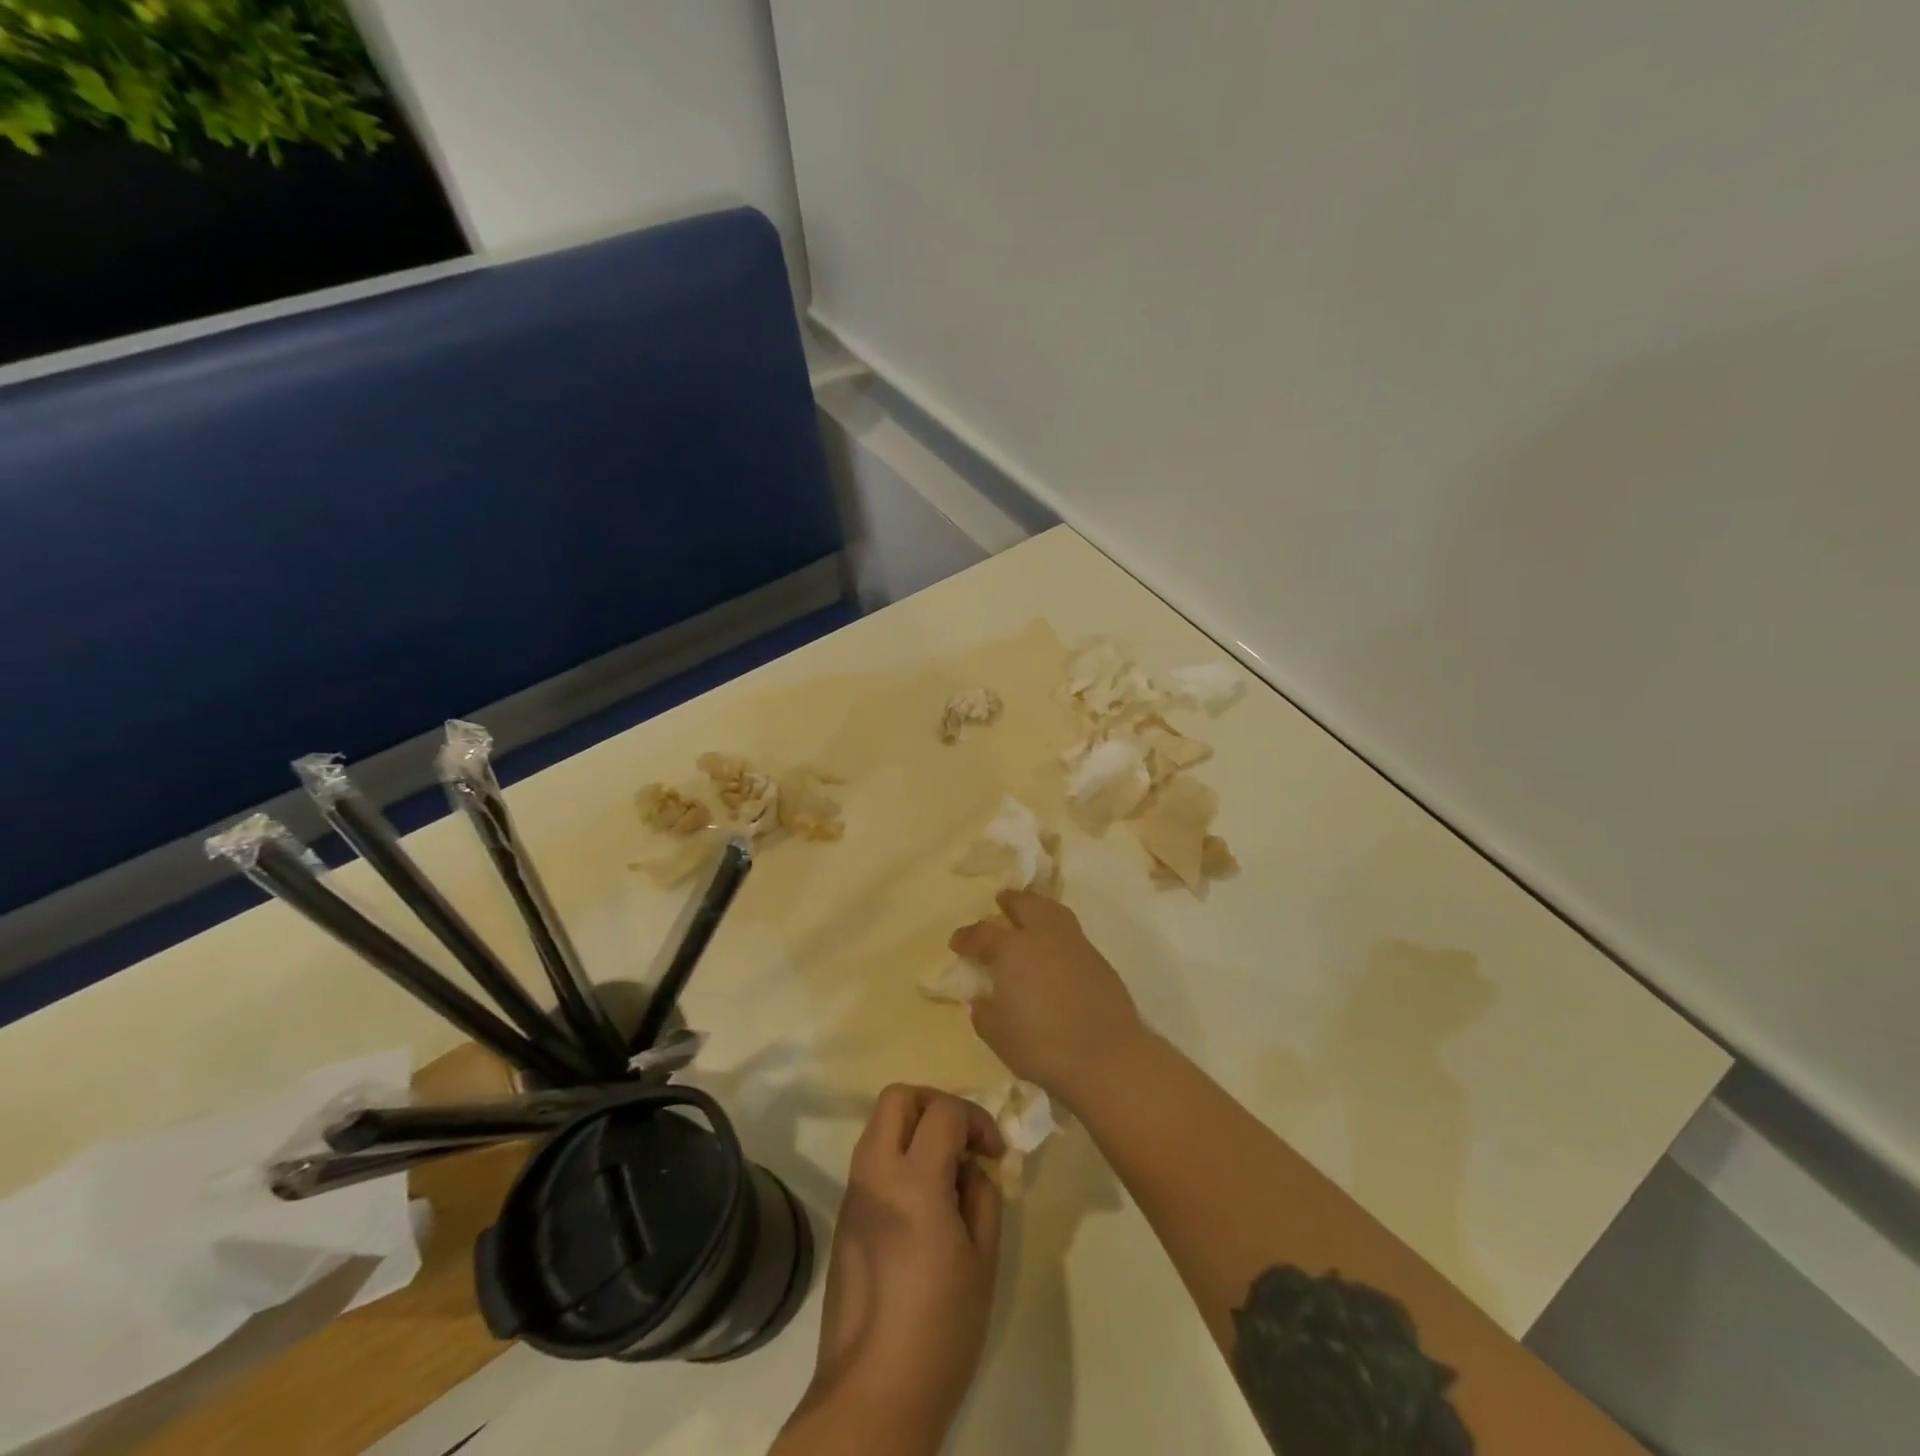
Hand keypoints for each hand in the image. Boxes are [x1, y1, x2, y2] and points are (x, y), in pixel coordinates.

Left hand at [791, 1085, 1004, 1452]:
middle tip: (962, 1139)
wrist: (872, 1395)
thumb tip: (971, 1168)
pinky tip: (923, 1200)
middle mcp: (875, 1173)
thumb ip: (982, 1197)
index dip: (976, 1118)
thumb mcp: (983, 1260)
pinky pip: (871, 1158)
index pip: (944, 1111)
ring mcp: (853, 1192)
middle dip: (935, 1104)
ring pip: (879, 1124)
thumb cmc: (940, 1330)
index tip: (995, 1152)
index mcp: (913, 1180)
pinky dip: (898, 1154)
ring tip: (947, 1170)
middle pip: (898, 1097)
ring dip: (914, 1127)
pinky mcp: (844, 1215)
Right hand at [950, 890, 1148, 1108]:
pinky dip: (1057, 928)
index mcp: (1011, 949)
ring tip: (1030, 912)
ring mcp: (1074, 943)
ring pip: (1052, 910)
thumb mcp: (999, 1036)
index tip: (957, 942)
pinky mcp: (1098, 958)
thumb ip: (984, 1013)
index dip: (967, 936)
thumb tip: (979, 999)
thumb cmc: (1043, 1046)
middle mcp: (1042, 936)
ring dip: (1037, 906)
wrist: (1107, 1056)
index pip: (982, 933)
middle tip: (999, 903)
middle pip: (1024, 904)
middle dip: (1009, 902)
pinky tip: (1054, 946)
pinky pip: (1071, 930)